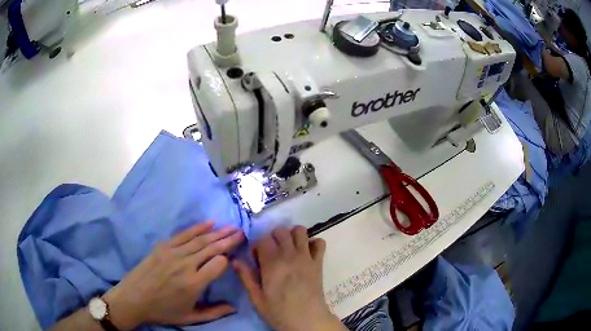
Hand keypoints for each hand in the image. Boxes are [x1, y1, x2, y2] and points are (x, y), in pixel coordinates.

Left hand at [103, 221, 243, 329]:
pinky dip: (198, 228)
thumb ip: (214, 313)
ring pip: (200, 240)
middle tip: (242, 232)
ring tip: (231, 227)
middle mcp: (185, 265)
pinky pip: (184, 235)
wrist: (134, 298)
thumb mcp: (190, 318)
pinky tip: (209, 222)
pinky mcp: (163, 246)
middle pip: (212, 248)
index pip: (219, 264)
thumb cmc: (163, 311)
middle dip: (228, 239)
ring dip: (217, 232)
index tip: (233, 259)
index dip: (228, 260)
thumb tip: (234, 307)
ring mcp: (173, 253)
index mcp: (193, 284)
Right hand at [234, 226, 344, 330]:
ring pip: (300, 231)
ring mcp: (306, 257)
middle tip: (272, 253)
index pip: (263, 239)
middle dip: (273, 238)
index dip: (258, 246)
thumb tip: (235, 261)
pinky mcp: (319, 263)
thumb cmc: (279, 312)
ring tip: (289, 249)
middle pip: (281, 231)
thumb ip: (246, 278)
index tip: (257, 258)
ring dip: (292, 236)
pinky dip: (313, 243)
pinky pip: (320, 243)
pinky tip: (307, 253)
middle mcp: (289, 255)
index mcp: (272, 264)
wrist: (307, 320)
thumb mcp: (257, 298)